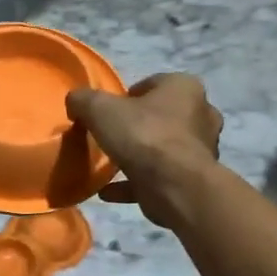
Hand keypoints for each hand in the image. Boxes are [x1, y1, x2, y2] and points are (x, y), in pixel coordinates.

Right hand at [65, 73, 222, 227]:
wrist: (174, 185)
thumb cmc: (142, 135)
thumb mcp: (100, 109)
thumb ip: (84, 100)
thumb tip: (75, 101)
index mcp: (185, 87)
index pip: (154, 83)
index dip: (128, 96)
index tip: (109, 112)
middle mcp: (201, 114)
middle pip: (161, 116)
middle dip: (138, 126)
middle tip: (112, 136)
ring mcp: (201, 149)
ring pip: (163, 148)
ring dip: (139, 156)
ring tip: (111, 164)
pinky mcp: (193, 179)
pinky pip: (158, 177)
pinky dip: (135, 183)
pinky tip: (108, 191)